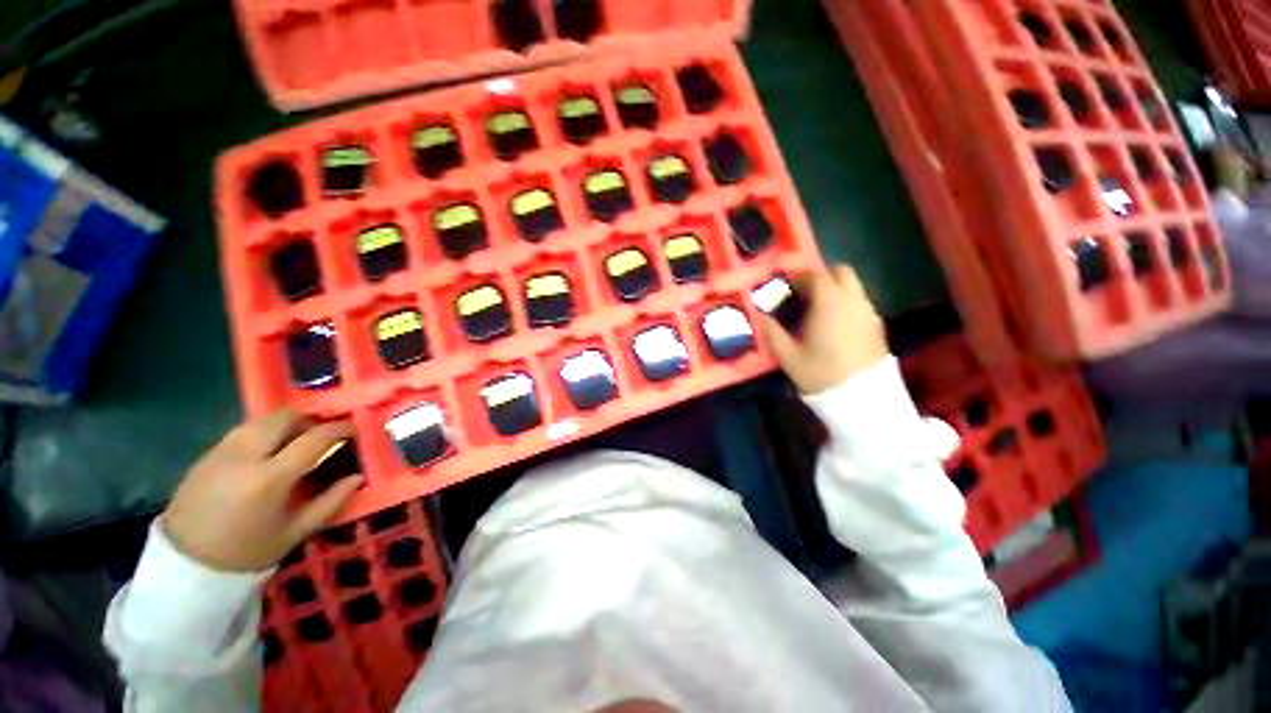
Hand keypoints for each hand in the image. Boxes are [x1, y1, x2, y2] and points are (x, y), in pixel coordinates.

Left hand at [163, 409, 362, 571]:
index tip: (353, 430)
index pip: (314, 438)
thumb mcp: (295, 532)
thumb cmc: (247, 551)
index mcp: (270, 477)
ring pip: (262, 420)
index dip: (339, 429)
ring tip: (295, 442)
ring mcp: (222, 451)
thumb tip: (358, 477)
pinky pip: (244, 431)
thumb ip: (331, 502)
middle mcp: (246, 456)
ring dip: (286, 424)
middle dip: (310, 419)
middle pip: (285, 417)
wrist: (186, 564)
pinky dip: (264, 433)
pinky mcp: (207, 454)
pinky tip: (267, 453)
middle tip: (321, 434)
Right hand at [758, 264, 887, 393]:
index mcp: (829, 303)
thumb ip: (771, 331)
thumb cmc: (820, 373)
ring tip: (817, 308)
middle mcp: (852, 300)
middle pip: (841, 272)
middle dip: (822, 275)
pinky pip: (860, 301)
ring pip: (853, 286)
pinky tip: (834, 322)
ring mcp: (868, 311)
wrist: (862, 398)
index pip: (815, 274)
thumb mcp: (788, 355)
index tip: (785, 281)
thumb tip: (759, 314)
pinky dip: (846, 302)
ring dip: (835, 288)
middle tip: (804, 291)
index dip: (798, 274)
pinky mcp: (877, 324)